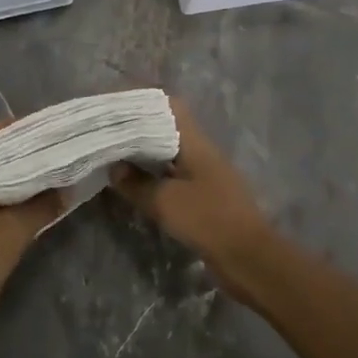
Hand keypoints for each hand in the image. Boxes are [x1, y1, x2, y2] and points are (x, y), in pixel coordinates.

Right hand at [108, 99, 274, 297]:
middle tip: (107, 128)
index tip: (115, 102)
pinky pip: (171, 174)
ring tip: (113, 151)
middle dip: (137, 125)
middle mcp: (199, 151)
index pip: (168, 105)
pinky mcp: (203, 195)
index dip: (141, 99)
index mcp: (194, 141)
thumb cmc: (208, 220)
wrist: (250, 259)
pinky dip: (152, 173)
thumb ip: (136, 183)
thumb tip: (114, 168)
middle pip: (165, 126)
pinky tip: (133, 181)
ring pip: (167, 151)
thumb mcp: (165, 202)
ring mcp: (203, 173)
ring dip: (143, 151)